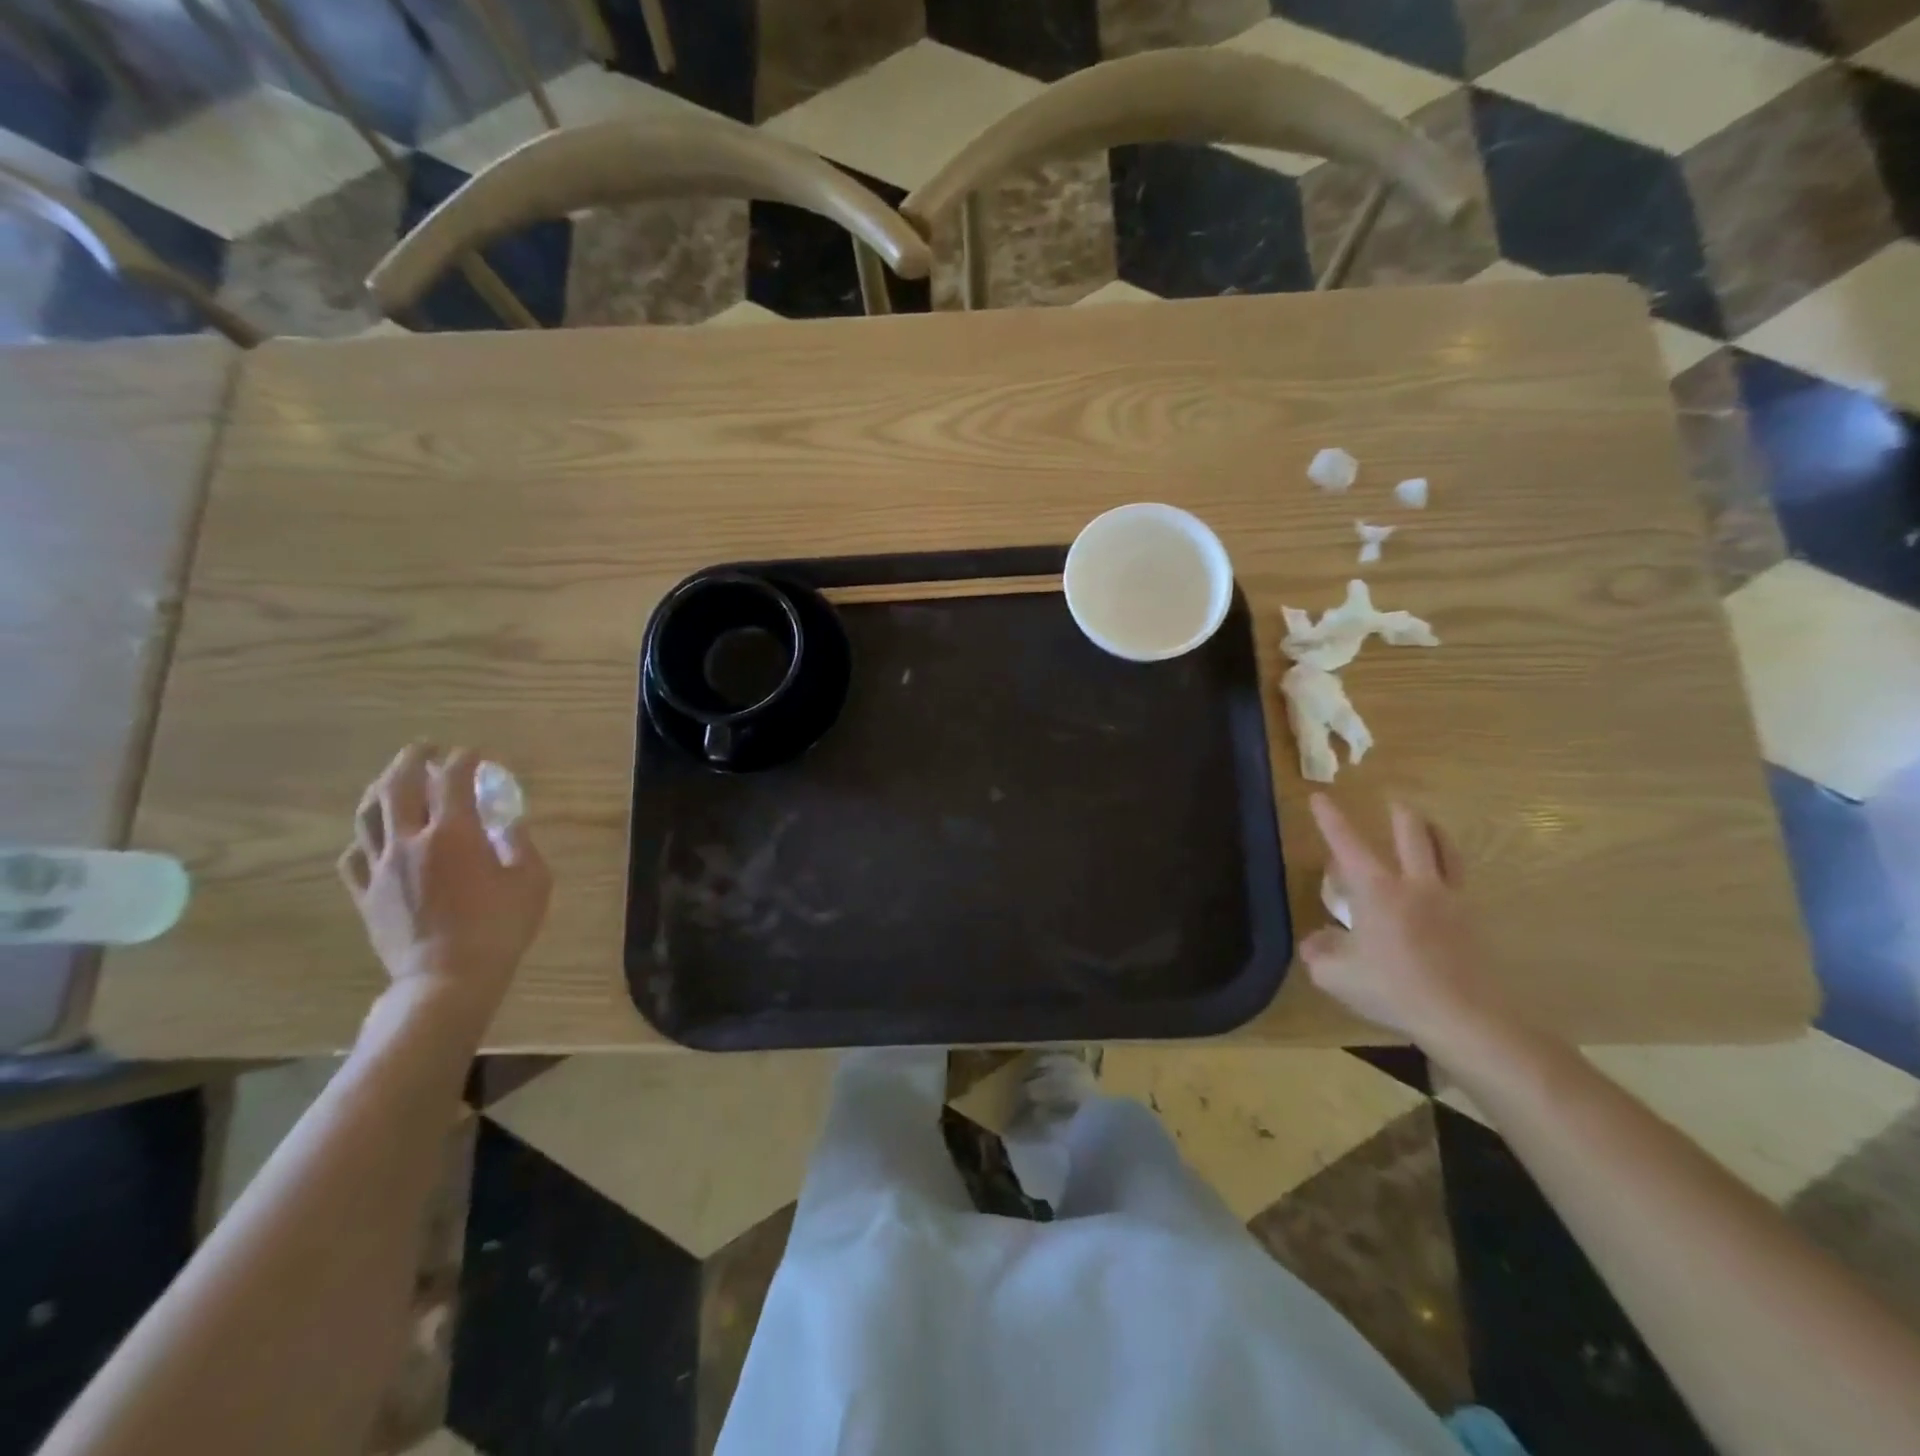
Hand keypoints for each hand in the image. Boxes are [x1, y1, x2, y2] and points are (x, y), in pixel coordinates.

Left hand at [338, 744, 551, 1026]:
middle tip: (426, 749)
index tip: (474, 753)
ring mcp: (381, 868)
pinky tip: (374, 837)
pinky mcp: (365, 895)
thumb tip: (508, 825)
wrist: (447, 979)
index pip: (454, 781)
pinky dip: (365, 838)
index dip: (464, 760)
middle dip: (413, 760)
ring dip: (381, 788)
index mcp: (454, 834)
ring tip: (393, 779)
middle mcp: (410, 842)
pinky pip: (354, 857)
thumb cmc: (499, 928)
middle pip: (399, 786)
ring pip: (368, 815)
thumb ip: (520, 845)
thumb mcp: (532, 882)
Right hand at [1301, 794, 1497, 1051]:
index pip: (1347, 844)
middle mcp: (1414, 884)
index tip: (1320, 796)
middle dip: (1399, 814)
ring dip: (1434, 831)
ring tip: (1427, 824)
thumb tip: (1314, 941)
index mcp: (1377, 890)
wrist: (1464, 1018)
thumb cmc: (1393, 989)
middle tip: (1392, 802)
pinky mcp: (1472, 922)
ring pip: (1446, 850)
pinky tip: (1442, 878)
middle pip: (1412, 834)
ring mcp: (1449, 901)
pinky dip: (1449, 866)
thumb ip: (1319, 952)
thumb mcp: (1336, 975)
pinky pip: (1460, 880)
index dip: (1330, 819)